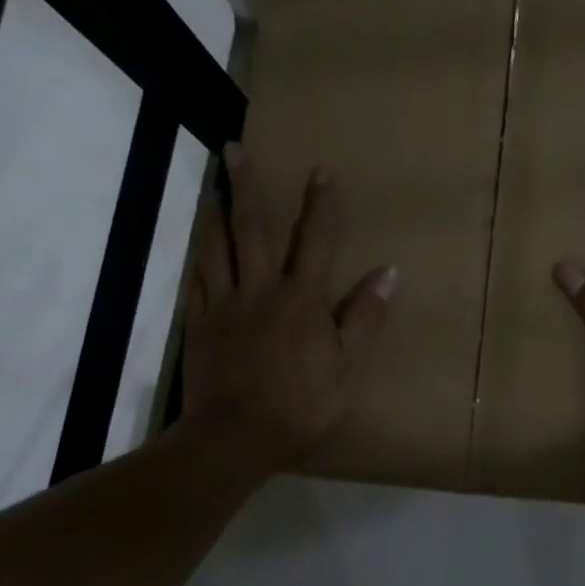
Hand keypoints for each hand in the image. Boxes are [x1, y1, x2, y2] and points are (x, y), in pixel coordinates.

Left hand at [168, 144, 395, 480]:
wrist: (235, 437)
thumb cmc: (301, 403)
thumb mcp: (347, 365)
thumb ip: (365, 316)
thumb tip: (389, 272)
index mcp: (302, 298)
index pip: (317, 240)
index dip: (322, 204)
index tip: (322, 169)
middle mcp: (261, 289)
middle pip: (253, 228)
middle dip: (247, 186)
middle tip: (235, 148)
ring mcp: (224, 304)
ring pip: (216, 247)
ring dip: (215, 210)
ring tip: (211, 182)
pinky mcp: (199, 323)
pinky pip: (195, 280)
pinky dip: (197, 255)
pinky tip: (196, 241)